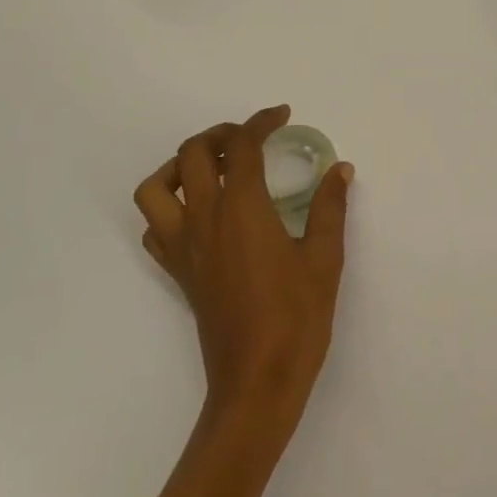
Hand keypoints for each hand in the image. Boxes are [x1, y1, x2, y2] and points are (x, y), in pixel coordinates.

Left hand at [134, 105, 354, 437]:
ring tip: (213, 169)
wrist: (257, 381)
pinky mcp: (179, 272)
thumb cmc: (297, 317)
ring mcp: (184, 247)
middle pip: (191, 155)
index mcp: (241, 209)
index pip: (241, 148)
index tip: (281, 115)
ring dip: (179, 166)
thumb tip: (340, 170)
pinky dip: (170, 206)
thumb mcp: (324, 258)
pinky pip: (156, 227)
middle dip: (220, 135)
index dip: (260, 122)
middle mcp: (204, 220)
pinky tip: (201, 213)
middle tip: (251, 138)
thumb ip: (329, 208)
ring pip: (156, 188)